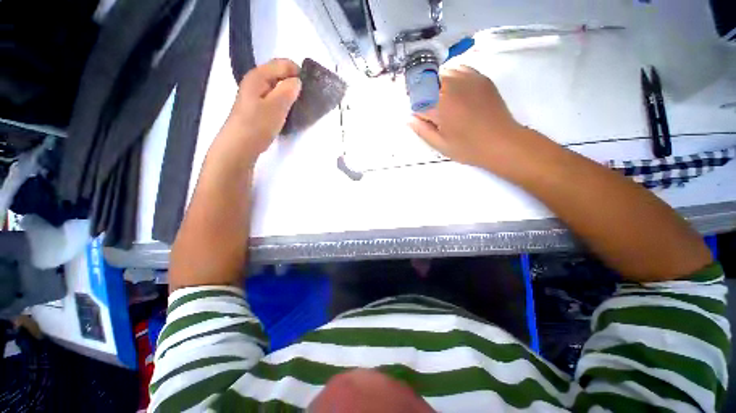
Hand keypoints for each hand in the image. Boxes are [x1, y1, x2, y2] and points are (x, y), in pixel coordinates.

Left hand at [215, 59, 301, 164]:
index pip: (284, 64)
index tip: (309, 90)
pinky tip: (288, 115)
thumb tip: (298, 81)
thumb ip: (288, 90)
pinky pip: (275, 99)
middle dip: (295, 85)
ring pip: (279, 89)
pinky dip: (284, 104)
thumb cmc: (257, 125)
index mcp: (259, 75)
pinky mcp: (258, 107)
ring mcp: (256, 95)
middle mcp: (256, 81)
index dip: (299, 73)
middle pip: (281, 75)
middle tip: (305, 101)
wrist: (240, 146)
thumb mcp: (276, 106)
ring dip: (290, 96)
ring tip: (299, 109)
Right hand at [409, 66, 537, 176]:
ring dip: (436, 85)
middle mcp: (451, 86)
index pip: (417, 99)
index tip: (419, 117)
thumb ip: (421, 130)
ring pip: (442, 73)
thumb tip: (408, 118)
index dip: (415, 108)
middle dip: (423, 94)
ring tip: (442, 101)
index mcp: (440, 105)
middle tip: (430, 110)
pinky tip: (455, 90)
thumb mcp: (440, 144)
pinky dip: (452, 77)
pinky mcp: (480, 78)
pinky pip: (459, 69)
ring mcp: (468, 79)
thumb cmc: (468, 148)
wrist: (501, 142)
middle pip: (427, 81)